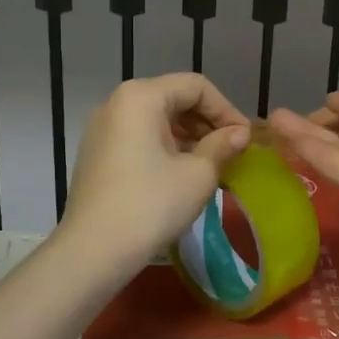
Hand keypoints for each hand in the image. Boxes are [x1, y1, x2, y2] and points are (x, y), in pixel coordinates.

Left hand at [58, 74, 251, 275]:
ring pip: (156, 120)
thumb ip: (222, 145)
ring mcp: (102, 129)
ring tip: (211, 165)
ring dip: (188, 137)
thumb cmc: (151, 205)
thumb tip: (239, 134)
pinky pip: (139, 138)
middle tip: (231, 152)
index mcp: (141, 97)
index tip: (245, 139)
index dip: (226, 109)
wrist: (93, 251)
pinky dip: (165, 148)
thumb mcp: (198, 174)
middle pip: (174, 98)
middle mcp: (116, 103)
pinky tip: (181, 175)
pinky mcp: (96, 154)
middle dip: (207, 122)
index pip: (196, 87)